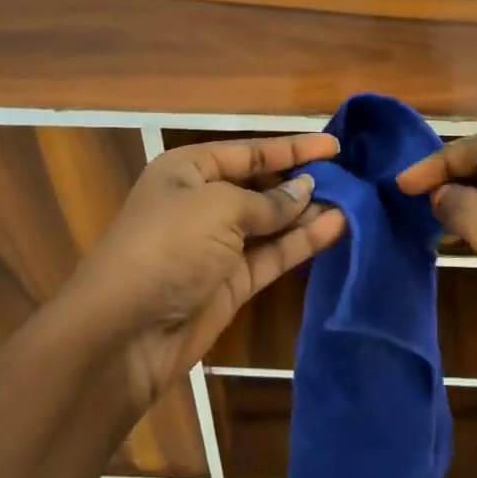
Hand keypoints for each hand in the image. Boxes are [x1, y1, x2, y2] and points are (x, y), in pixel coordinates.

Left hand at [69, 134, 347, 411]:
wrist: (123, 332)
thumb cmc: (168, 245)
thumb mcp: (220, 208)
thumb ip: (268, 201)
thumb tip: (304, 190)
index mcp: (187, 170)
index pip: (247, 151)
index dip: (291, 147)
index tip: (334, 145)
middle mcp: (201, 203)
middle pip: (260, 185)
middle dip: (300, 181)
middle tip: (349, 177)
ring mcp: (216, 246)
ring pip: (271, 223)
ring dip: (307, 212)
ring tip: (353, 202)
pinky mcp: (230, 284)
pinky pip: (272, 255)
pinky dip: (302, 242)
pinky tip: (336, 227)